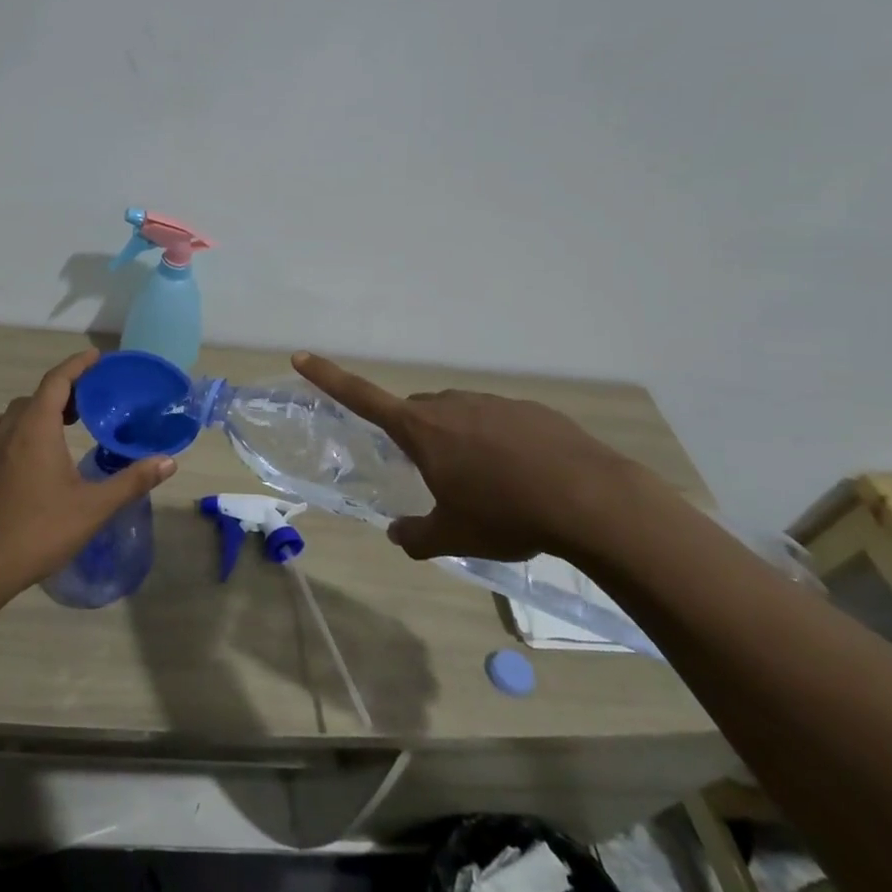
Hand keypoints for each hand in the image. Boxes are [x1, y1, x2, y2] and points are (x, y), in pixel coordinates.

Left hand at [0, 350, 176, 599]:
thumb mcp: (95, 507)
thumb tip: (169, 461)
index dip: (78, 365)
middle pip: (38, 395)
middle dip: (65, 391)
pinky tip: (8, 437)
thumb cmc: (42, 532)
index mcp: (38, 429)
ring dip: (38, 408)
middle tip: (91, 402)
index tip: (98, 358)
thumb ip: (132, 480)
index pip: (57, 381)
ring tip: (61, 421)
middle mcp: (9, 430)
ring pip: (14, 412)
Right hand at [292, 352, 672, 562]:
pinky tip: (527, 477)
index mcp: (421, 429)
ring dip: (462, 442)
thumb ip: (416, 536)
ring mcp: (493, 402)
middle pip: (418, 413)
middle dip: (418, 437)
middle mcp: (451, 405)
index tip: (301, 355)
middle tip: (436, 477)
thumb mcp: (454, 535)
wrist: (590, 500)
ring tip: (492, 486)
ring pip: (461, 416)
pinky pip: (500, 422)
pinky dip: (501, 444)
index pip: (361, 396)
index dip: (328, 377)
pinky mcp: (530, 410)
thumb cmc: (506, 514)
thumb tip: (396, 533)